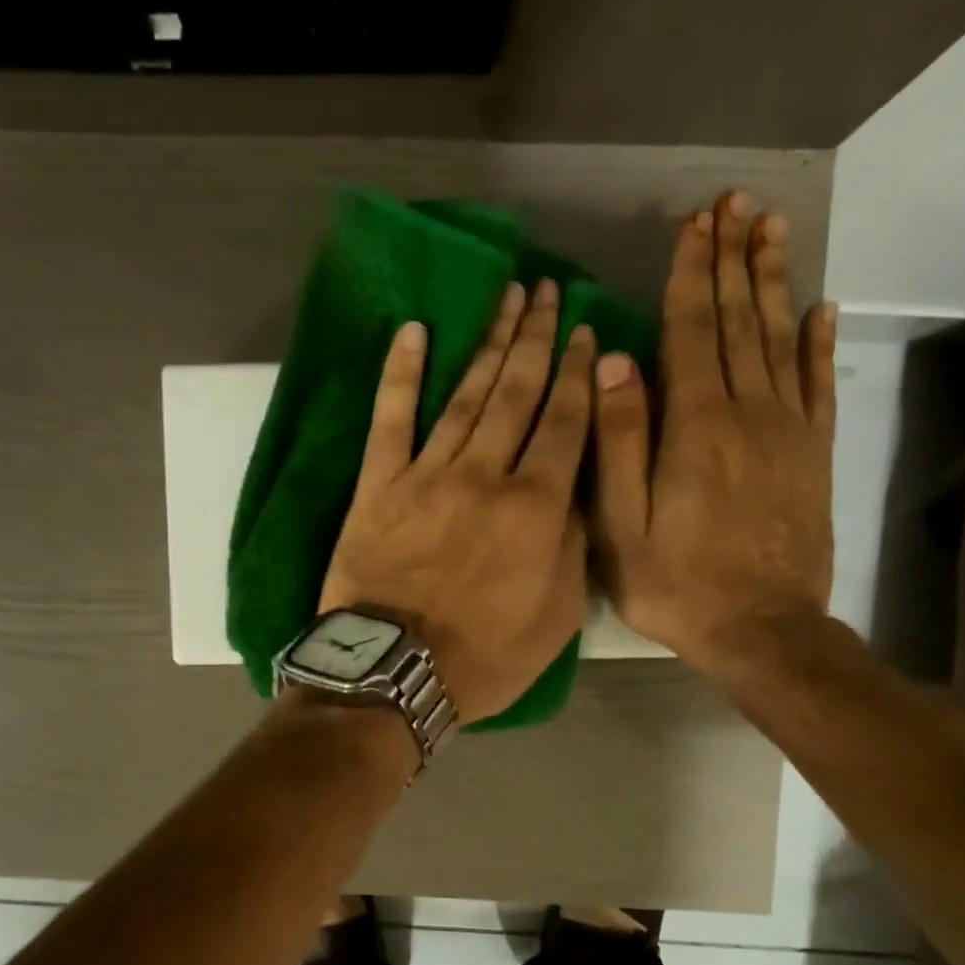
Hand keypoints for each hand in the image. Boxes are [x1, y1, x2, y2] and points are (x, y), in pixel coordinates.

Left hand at [320, 278, 593, 722]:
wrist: (393, 673)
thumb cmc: (482, 658)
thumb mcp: (556, 617)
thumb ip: (571, 547)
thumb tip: (574, 492)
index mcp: (535, 506)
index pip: (565, 422)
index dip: (578, 372)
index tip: (585, 330)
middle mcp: (485, 475)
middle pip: (517, 392)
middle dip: (536, 338)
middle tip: (546, 290)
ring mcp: (427, 475)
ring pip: (464, 395)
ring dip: (488, 342)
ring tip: (506, 298)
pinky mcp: (378, 486)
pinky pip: (390, 419)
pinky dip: (400, 373)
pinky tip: (413, 332)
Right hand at [590, 193, 837, 673]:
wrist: (763, 629)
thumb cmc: (676, 584)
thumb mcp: (622, 525)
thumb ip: (617, 443)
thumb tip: (615, 363)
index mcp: (695, 427)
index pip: (693, 331)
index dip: (691, 274)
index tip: (693, 224)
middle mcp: (748, 413)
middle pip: (739, 321)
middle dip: (733, 259)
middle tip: (733, 203)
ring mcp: (788, 431)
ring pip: (780, 339)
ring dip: (772, 282)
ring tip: (769, 228)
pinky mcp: (813, 454)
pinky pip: (819, 384)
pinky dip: (819, 342)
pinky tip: (819, 307)